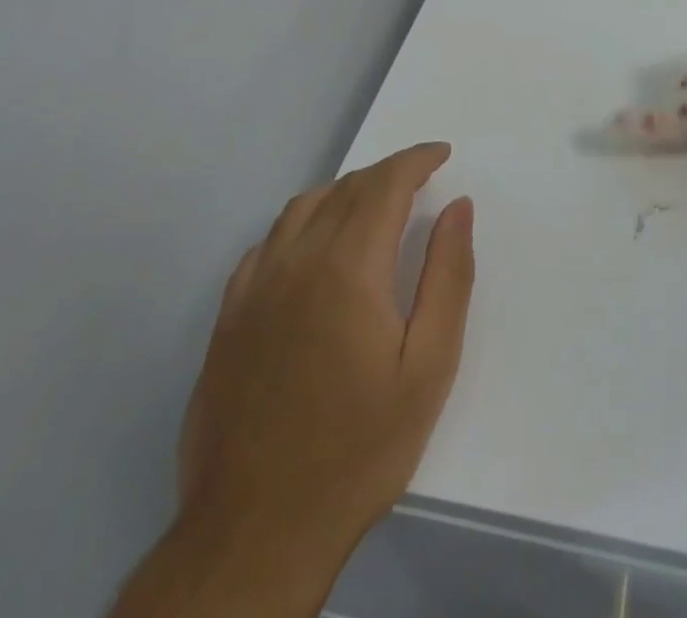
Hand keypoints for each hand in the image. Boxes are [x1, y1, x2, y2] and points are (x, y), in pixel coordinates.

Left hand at [120, 143, 473, 617]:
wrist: (255, 532)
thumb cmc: (358, 448)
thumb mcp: (428, 366)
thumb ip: (448, 276)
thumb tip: (457, 207)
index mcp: (347, 266)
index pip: (385, 183)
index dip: (416, 159)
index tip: (442, 153)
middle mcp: (296, 260)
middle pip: (346, 188)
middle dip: (388, 173)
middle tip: (420, 180)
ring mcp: (254, 287)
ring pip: (304, 207)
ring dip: (345, 191)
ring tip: (375, 204)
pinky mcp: (229, 317)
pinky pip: (269, 242)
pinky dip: (303, 223)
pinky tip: (316, 248)